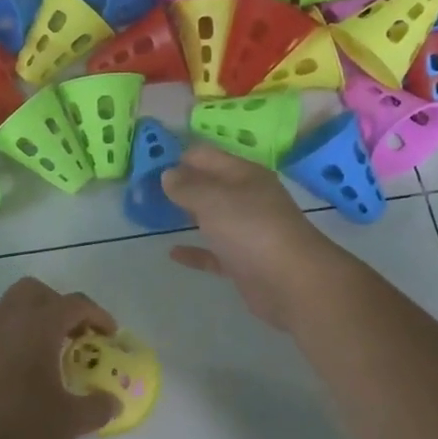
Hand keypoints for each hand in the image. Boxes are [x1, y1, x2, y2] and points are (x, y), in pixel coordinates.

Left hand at [0, 277, 120, 438]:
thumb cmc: (19, 433)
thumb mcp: (69, 423)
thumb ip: (97, 407)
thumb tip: (112, 402)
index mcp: (37, 327)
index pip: (73, 304)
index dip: (97, 316)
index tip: (110, 337)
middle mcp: (6, 322)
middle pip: (35, 292)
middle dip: (59, 306)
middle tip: (75, 337)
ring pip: (11, 310)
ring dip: (35, 323)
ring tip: (51, 359)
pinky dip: (15, 341)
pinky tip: (24, 377)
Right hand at [161, 144, 343, 328]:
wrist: (292, 283)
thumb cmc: (251, 230)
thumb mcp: (213, 199)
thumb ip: (187, 186)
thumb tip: (168, 174)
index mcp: (244, 175)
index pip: (206, 156)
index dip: (179, 156)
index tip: (148, 164)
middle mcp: (248, 199)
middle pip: (210, 185)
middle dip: (181, 184)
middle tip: (145, 189)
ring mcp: (247, 232)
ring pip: (212, 218)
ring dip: (187, 215)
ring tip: (154, 215)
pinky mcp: (243, 262)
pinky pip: (213, 253)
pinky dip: (195, 251)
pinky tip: (173, 253)